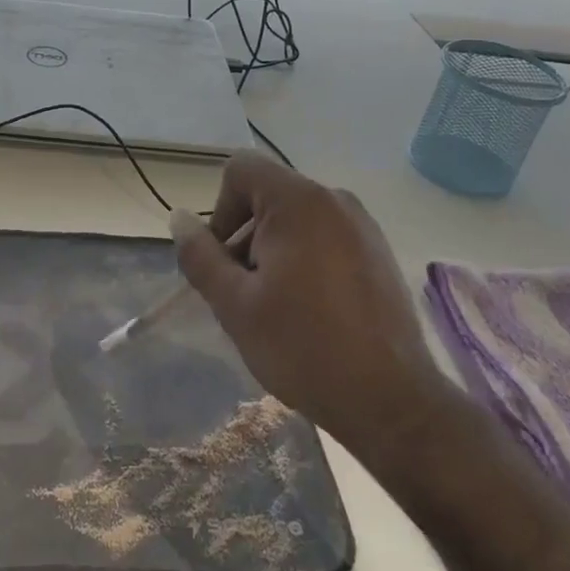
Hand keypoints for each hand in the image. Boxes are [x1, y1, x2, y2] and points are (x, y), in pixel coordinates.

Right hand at [171, 154, 461, 457]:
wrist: (391, 401)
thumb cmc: (303, 347)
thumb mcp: (234, 304)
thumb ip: (200, 255)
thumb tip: (179, 218)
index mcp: (299, 202)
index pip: (240, 169)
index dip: (220, 209)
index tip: (226, 261)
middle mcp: (334, 200)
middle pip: (268, 196)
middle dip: (246, 237)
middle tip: (246, 294)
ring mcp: (362, 225)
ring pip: (296, 219)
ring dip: (273, 251)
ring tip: (278, 308)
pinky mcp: (378, 251)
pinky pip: (325, 237)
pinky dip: (305, 259)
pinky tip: (311, 311)